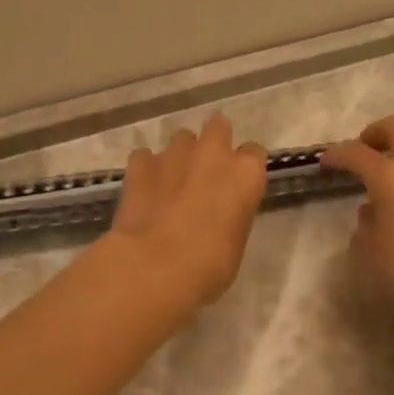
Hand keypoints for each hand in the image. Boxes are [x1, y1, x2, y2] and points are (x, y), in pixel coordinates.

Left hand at [103, 113, 267, 310]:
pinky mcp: (140, 164)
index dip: (244, 168)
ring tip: (172, 182)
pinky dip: (146, 169)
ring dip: (180, 155)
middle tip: (207, 170)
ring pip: (182, 139)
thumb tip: (219, 214)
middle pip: (218, 128)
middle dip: (214, 143)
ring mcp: (174, 154)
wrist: (154, 266)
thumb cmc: (209, 266)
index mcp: (246, 174)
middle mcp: (213, 153)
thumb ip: (232, 215)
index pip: (254, 153)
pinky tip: (144, 189)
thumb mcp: (235, 242)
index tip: (238, 185)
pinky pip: (145, 157)